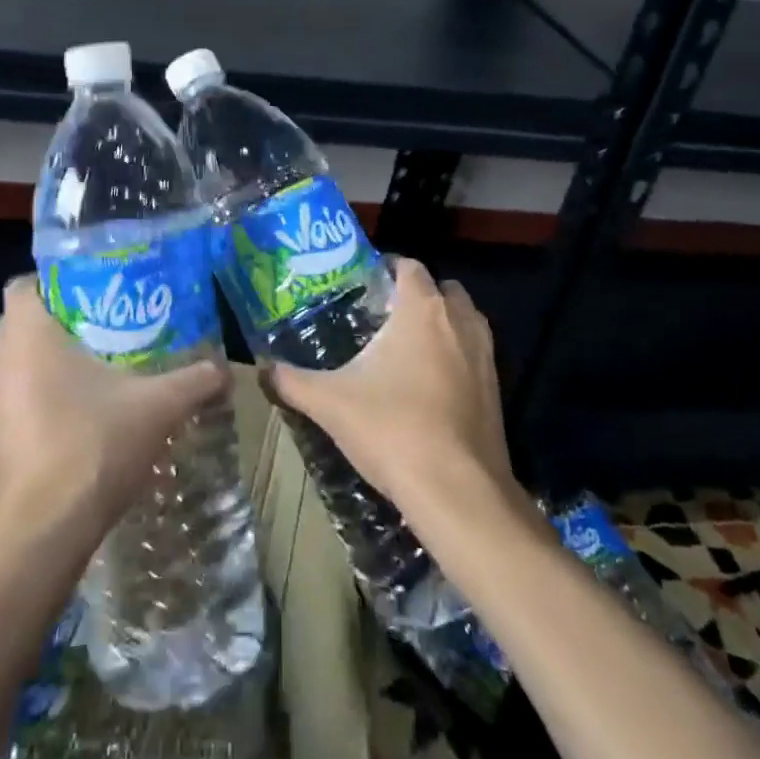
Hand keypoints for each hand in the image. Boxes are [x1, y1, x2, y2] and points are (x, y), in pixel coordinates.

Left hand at [0, 276, 230, 553]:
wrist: (42, 536)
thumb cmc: (93, 448)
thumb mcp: (157, 408)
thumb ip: (193, 381)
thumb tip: (224, 369)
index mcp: (29, 338)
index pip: (23, 286)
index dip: (51, 283)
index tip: (87, 292)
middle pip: (16, 324)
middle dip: (51, 323)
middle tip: (97, 328)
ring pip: (10, 367)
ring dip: (38, 365)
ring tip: (87, 373)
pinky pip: (8, 406)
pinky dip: (31, 403)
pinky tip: (69, 422)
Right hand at [265, 258, 515, 519]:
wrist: (458, 492)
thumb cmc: (393, 429)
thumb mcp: (331, 403)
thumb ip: (292, 381)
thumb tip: (261, 369)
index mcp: (422, 309)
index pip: (409, 266)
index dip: (387, 267)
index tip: (362, 283)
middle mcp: (460, 321)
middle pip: (442, 288)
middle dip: (418, 295)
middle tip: (384, 315)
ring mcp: (485, 355)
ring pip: (465, 319)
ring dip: (443, 323)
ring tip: (407, 347)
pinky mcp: (498, 389)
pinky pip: (476, 354)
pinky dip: (457, 356)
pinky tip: (429, 386)